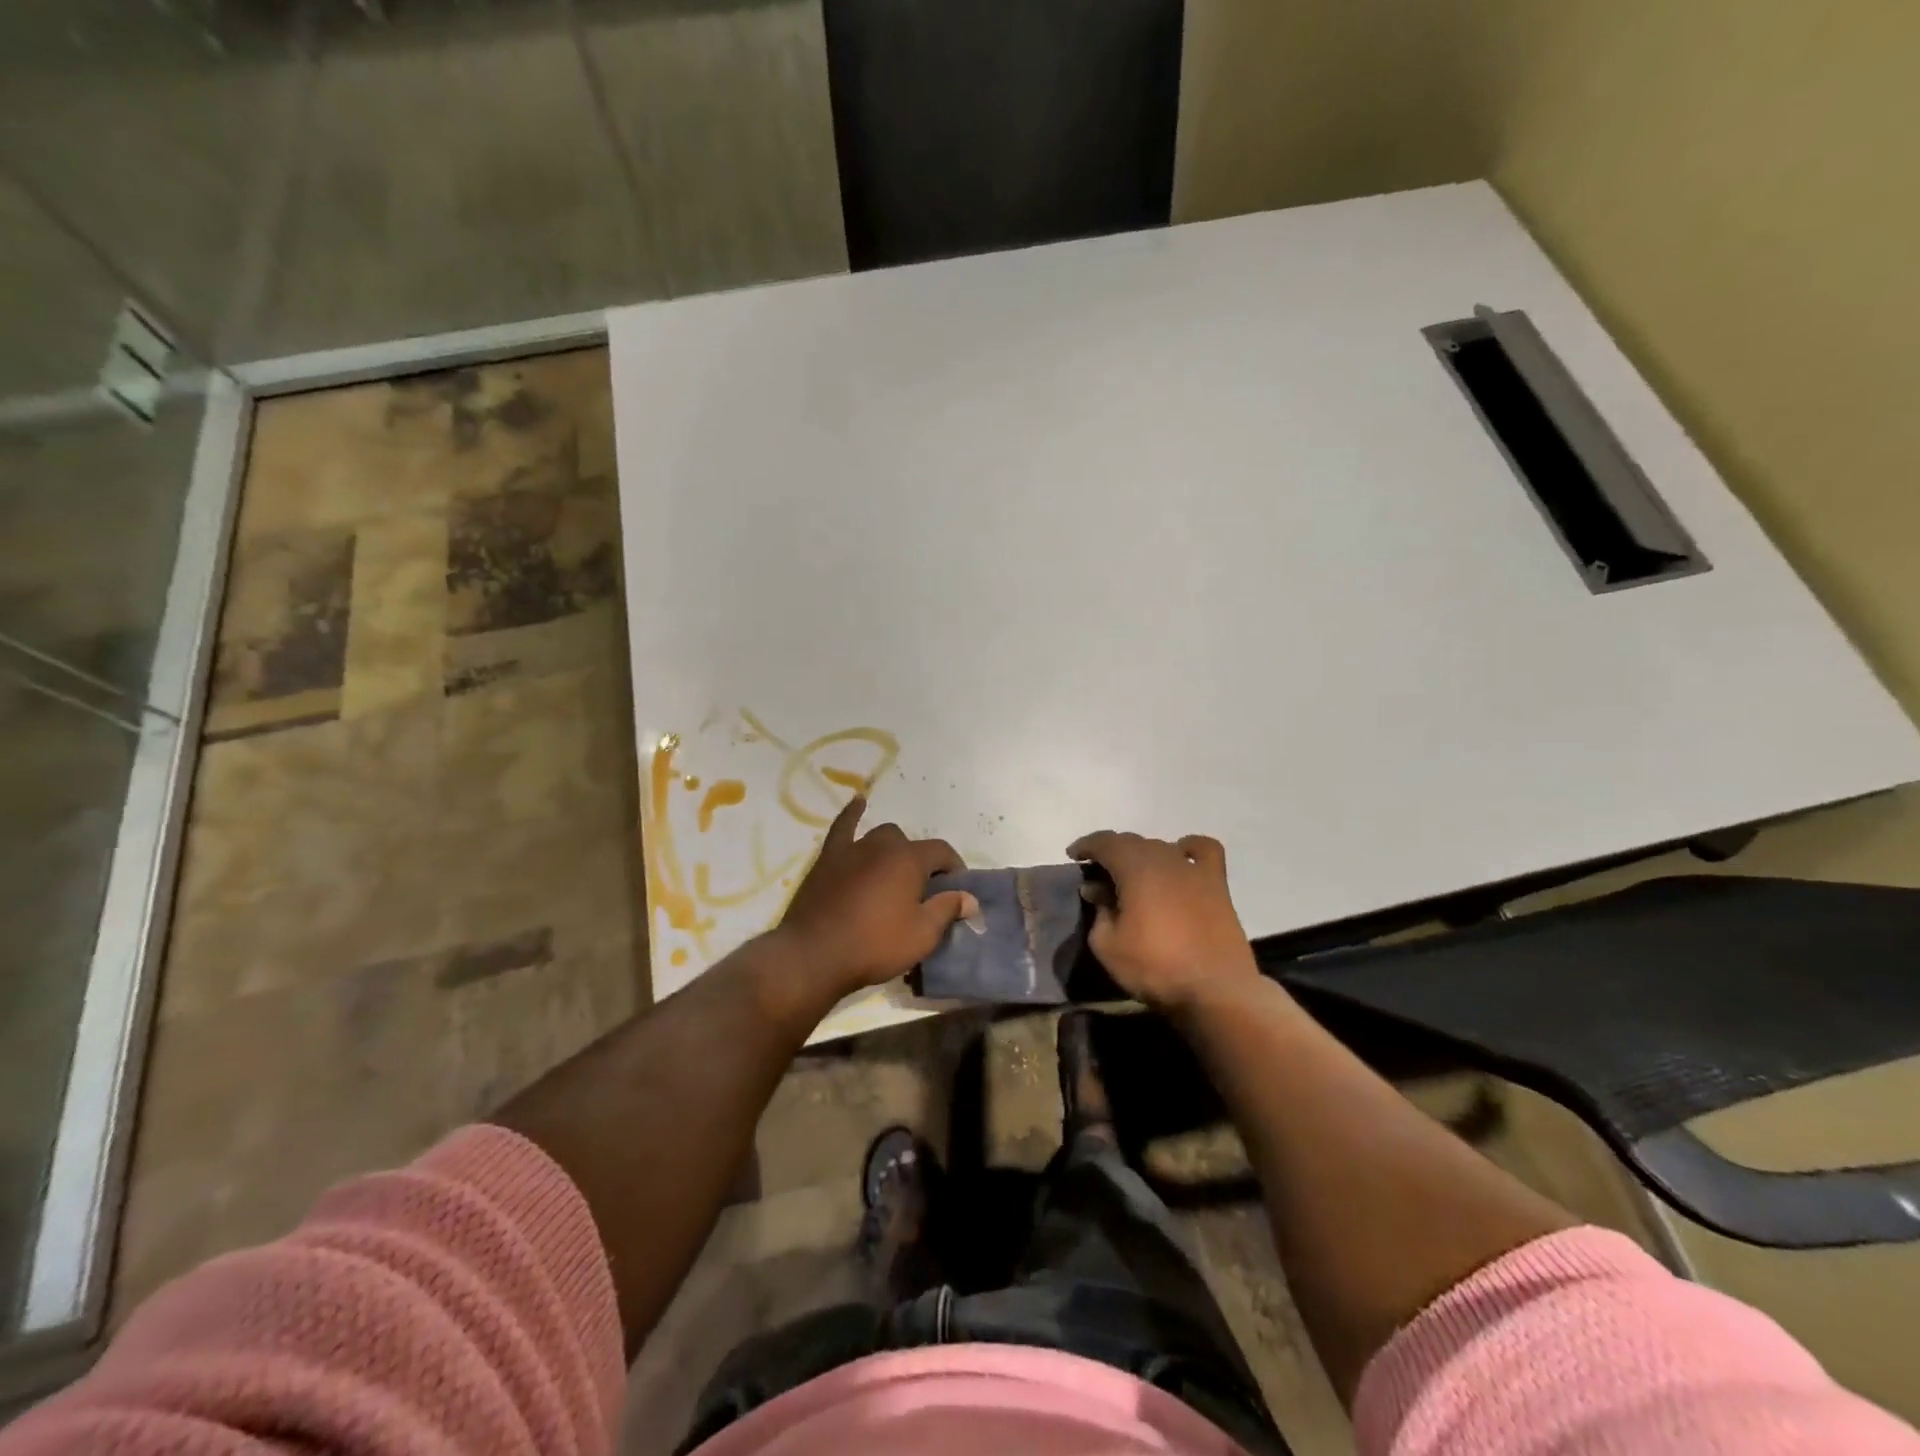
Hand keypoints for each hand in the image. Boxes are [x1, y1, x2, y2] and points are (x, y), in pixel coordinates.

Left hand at [776, 796, 978, 998]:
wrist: (814, 954)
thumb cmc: (875, 945)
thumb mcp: (922, 935)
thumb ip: (947, 910)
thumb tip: (970, 898)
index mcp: (910, 860)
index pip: (942, 852)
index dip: (954, 869)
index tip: (957, 892)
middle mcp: (883, 845)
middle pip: (911, 845)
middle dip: (921, 863)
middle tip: (921, 892)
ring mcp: (853, 849)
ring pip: (881, 837)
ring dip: (893, 850)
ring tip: (894, 874)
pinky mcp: (829, 858)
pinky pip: (842, 827)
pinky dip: (852, 814)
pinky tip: (858, 801)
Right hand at [1066, 831, 1262, 1014]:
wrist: (1215, 992)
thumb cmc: (1155, 968)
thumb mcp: (1108, 946)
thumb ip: (1098, 911)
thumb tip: (1097, 889)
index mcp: (1135, 867)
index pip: (1105, 842)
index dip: (1086, 846)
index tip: (1073, 856)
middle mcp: (1165, 858)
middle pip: (1132, 842)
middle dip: (1111, 853)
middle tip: (1098, 875)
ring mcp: (1194, 869)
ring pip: (1161, 846)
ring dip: (1142, 855)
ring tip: (1133, 876)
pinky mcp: (1217, 885)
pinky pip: (1203, 851)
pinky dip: (1188, 849)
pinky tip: (1181, 861)